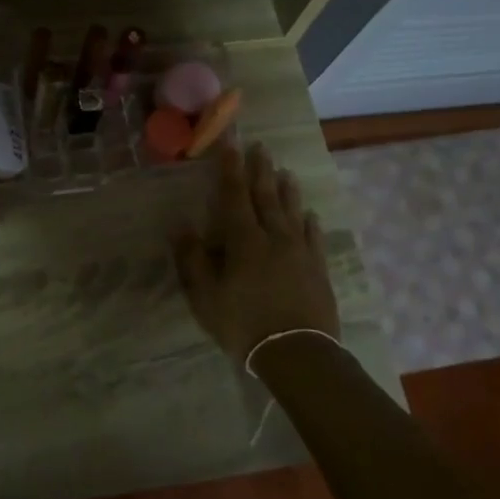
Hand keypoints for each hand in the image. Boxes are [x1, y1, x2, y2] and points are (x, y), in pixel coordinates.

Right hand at [173, 142, 340, 363]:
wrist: (297, 353)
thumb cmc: (243, 323)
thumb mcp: (205, 296)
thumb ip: (193, 260)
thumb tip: (181, 227)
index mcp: (243, 241)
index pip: (235, 196)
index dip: (231, 170)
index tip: (230, 146)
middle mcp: (274, 237)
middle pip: (267, 197)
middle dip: (261, 171)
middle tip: (260, 147)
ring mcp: (300, 252)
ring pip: (292, 213)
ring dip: (287, 191)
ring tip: (286, 172)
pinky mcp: (318, 270)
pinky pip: (314, 239)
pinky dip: (310, 223)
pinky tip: (310, 215)